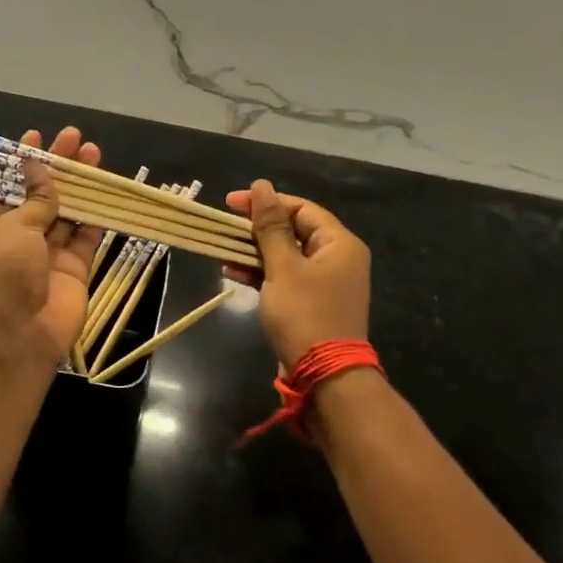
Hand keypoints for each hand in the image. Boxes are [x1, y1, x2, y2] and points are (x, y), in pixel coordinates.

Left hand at [0, 127, 103, 365]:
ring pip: (65, 214)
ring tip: (94, 153)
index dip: (20, 164)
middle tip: (74, 138)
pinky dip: (95, 216)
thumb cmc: (1, 274)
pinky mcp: (73, 271)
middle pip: (39, 197)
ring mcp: (46, 257)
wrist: (16, 336)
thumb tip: (37, 167)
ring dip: (78, 186)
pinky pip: (85, 238)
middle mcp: (16, 242)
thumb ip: (34, 199)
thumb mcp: (12, 228)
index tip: (36, 138)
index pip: (5, 188)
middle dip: (56, 168)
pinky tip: (105, 190)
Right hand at [224, 180, 370, 368]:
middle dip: (257, 229)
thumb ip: (270, 226)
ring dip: (255, 252)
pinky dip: (262, 273)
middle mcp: (337, 258)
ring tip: (223, 250)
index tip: (230, 203)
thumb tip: (262, 186)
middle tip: (224, 227)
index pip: (301, 208)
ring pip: (286, 255)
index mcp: (339, 243)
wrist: (325, 377)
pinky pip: (285, 277)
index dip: (266, 202)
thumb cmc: (305, 314)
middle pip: (293, 230)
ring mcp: (326, 282)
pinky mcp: (312, 303)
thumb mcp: (283, 267)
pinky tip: (233, 272)